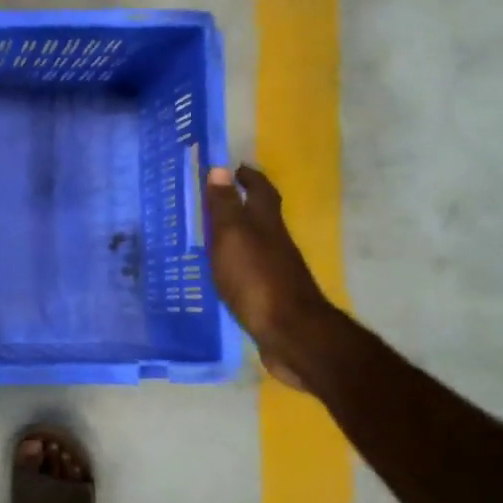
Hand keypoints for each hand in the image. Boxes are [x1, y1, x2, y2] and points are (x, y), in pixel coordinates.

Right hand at [203, 164, 334, 390]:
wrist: (291, 334)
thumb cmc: (257, 278)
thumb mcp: (233, 236)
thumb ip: (225, 206)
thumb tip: (221, 168)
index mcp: (266, 224)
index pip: (261, 191)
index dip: (249, 177)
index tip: (235, 168)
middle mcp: (275, 243)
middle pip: (262, 216)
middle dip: (243, 204)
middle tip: (217, 199)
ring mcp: (275, 271)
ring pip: (256, 244)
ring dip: (238, 235)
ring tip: (211, 235)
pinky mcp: (270, 296)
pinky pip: (251, 270)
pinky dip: (237, 263)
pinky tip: (222, 273)